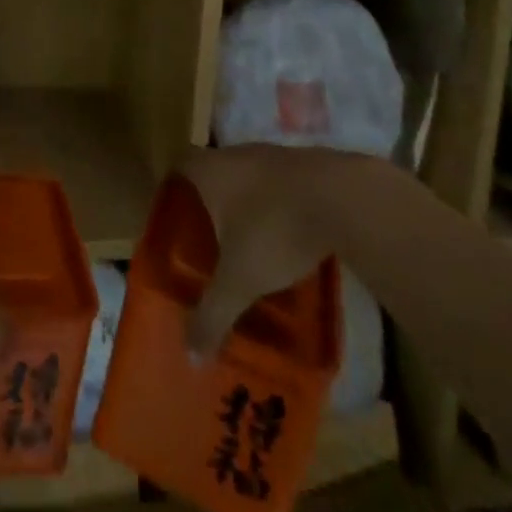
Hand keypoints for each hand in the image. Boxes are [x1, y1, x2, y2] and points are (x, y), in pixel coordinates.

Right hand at [179, 144, 348, 360]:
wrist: (341, 198)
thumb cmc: (273, 229)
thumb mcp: (240, 279)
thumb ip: (213, 314)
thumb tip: (190, 357)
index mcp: (208, 170)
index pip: (178, 167)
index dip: (171, 189)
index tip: (171, 218)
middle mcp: (233, 155)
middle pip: (211, 173)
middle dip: (208, 204)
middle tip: (205, 240)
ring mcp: (270, 157)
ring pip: (245, 180)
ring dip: (242, 206)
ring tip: (244, 245)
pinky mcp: (302, 167)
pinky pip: (275, 187)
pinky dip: (273, 208)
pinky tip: (283, 238)